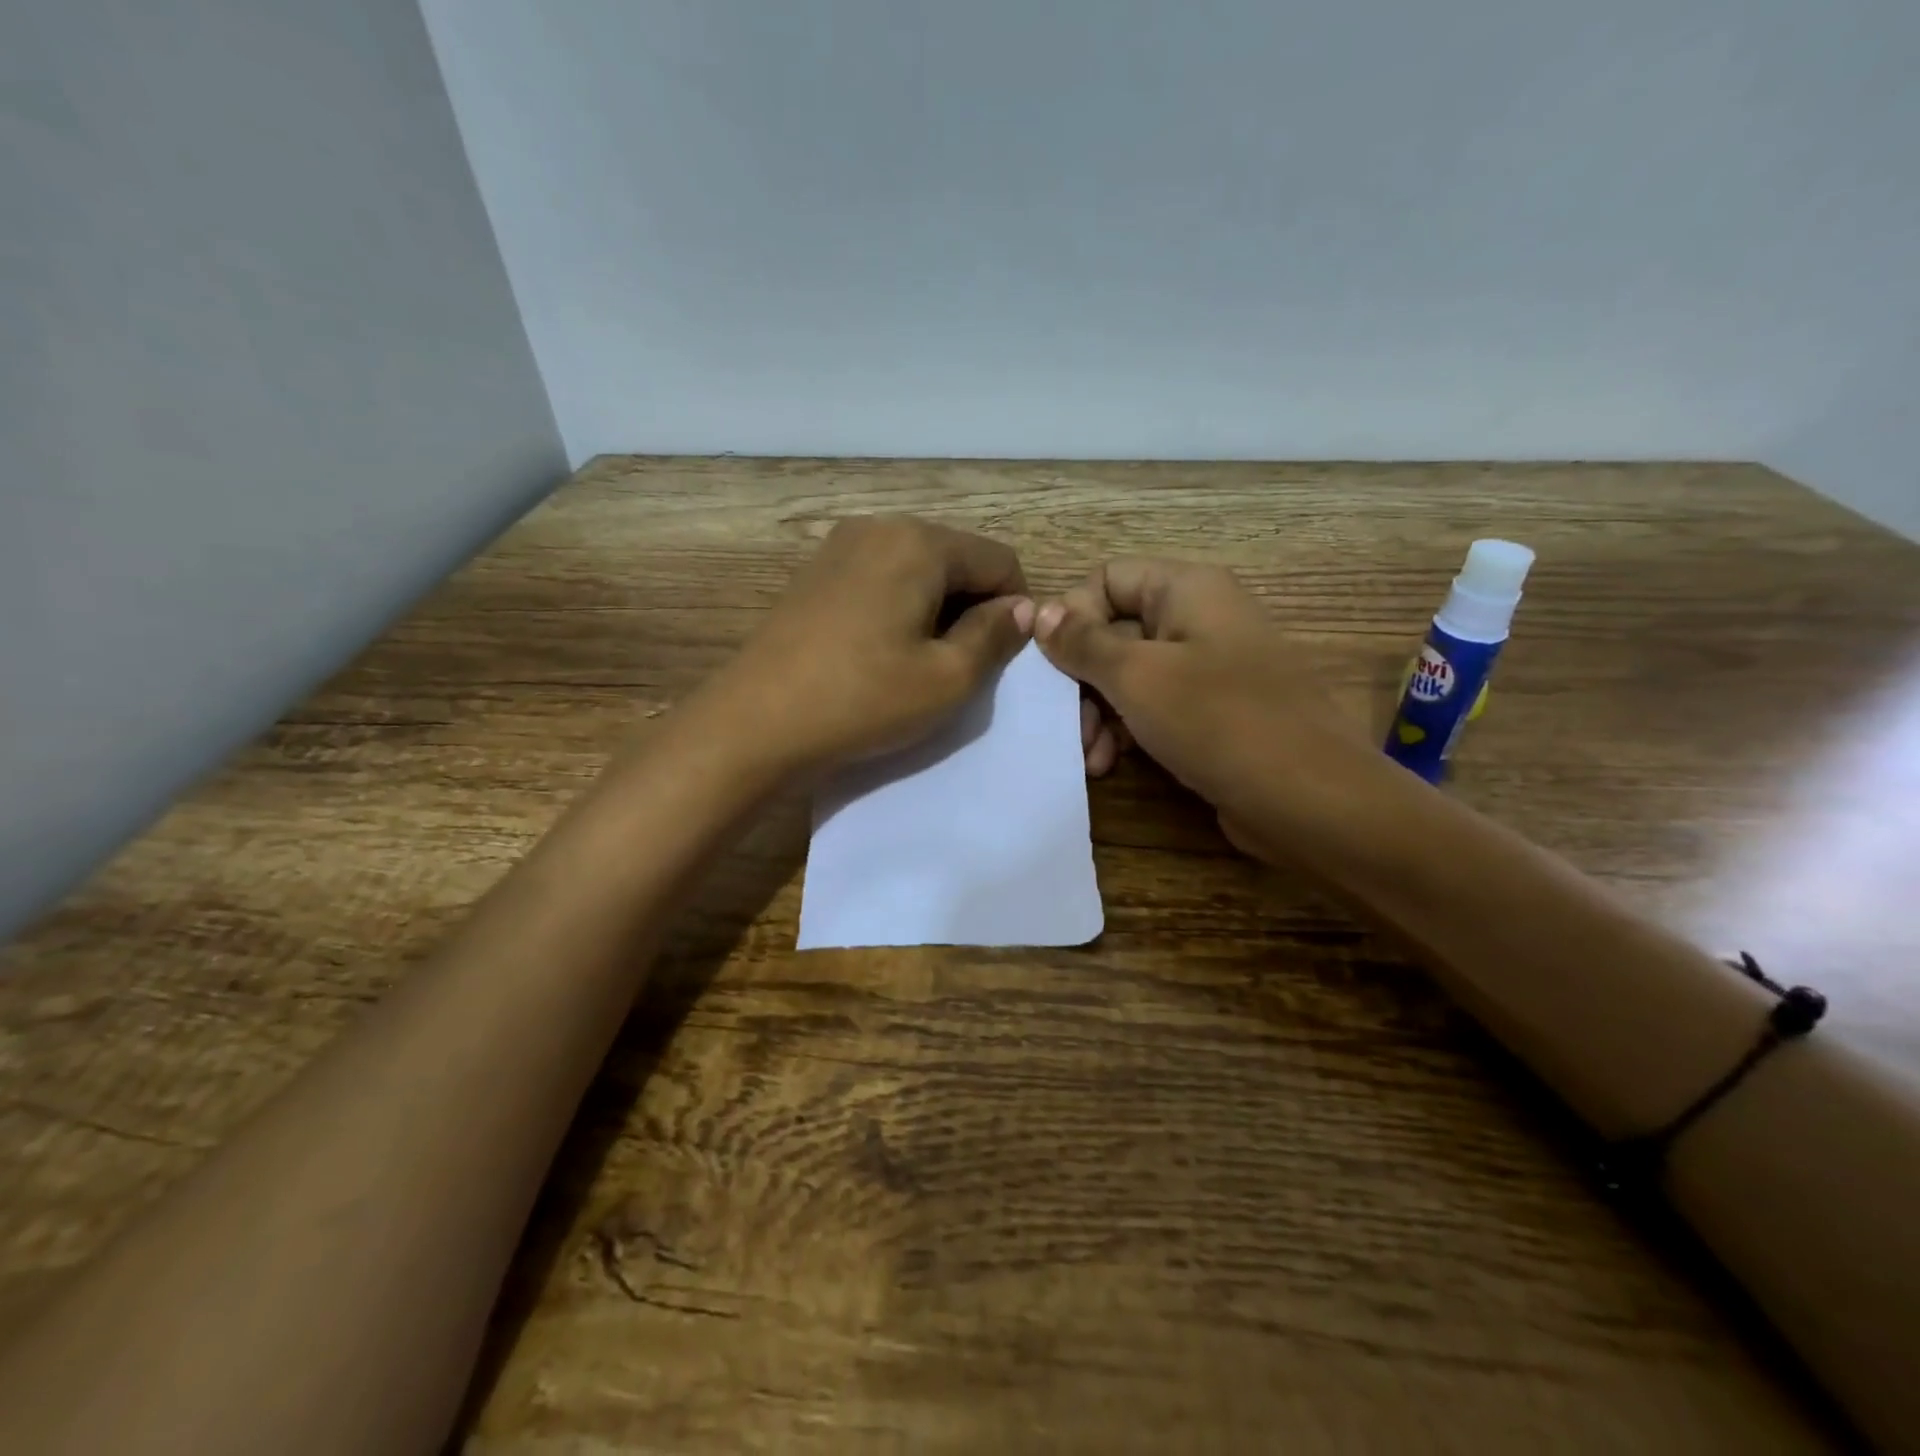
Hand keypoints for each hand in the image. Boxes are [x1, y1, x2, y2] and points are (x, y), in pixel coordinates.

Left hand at [707, 515, 1034, 775]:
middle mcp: (879, 527)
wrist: (754, 723)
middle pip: (957, 559)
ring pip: (918, 570)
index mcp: (918, 541)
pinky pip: (881, 579)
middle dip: (972, 608)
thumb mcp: (947, 679)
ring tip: (918, 663)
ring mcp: (840, 547)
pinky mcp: (815, 573)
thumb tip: (1021, 608)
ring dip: (936, 611)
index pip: (999, 560)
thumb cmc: (862, 700)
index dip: (1014, 610)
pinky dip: (899, 609)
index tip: (999, 659)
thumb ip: (994, 636)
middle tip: (959, 666)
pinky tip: (880, 653)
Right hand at [1037, 559, 1363, 853]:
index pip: (1108, 578)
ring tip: (1089, 756)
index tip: (1051, 665)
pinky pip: (1154, 708)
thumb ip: (1083, 643)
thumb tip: (1041, 612)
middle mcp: (1199, 619)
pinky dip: (1126, 731)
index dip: (1072, 615)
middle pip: (1115, 630)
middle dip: (1081, 679)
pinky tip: (1108, 765)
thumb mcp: (1137, 677)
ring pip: (1130, 675)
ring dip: (1098, 713)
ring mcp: (1208, 669)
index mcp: (1187, 589)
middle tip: (1064, 724)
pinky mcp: (1212, 714)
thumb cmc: (1218, 721)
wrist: (1309, 799)